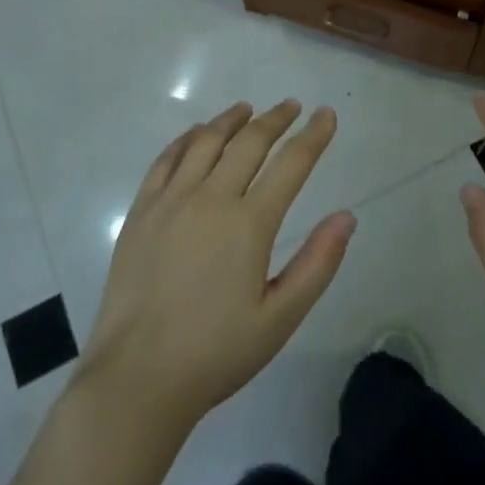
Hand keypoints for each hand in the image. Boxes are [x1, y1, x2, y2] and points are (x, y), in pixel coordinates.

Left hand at [75, 101, 354, 433]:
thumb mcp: (280, 318)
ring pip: (206, 141)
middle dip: (275, 119)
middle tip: (291, 107)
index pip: (291, 164)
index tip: (326, 115)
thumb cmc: (216, 353)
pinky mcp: (141, 211)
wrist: (137, 378)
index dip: (313, 136)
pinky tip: (197, 134)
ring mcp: (171, 201)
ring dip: (230, 120)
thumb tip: (347, 216)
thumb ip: (318, 264)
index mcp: (249, 224)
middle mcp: (210, 199)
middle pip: (249, 142)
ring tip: (246, 109)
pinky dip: (186, 138)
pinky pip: (166, 159)